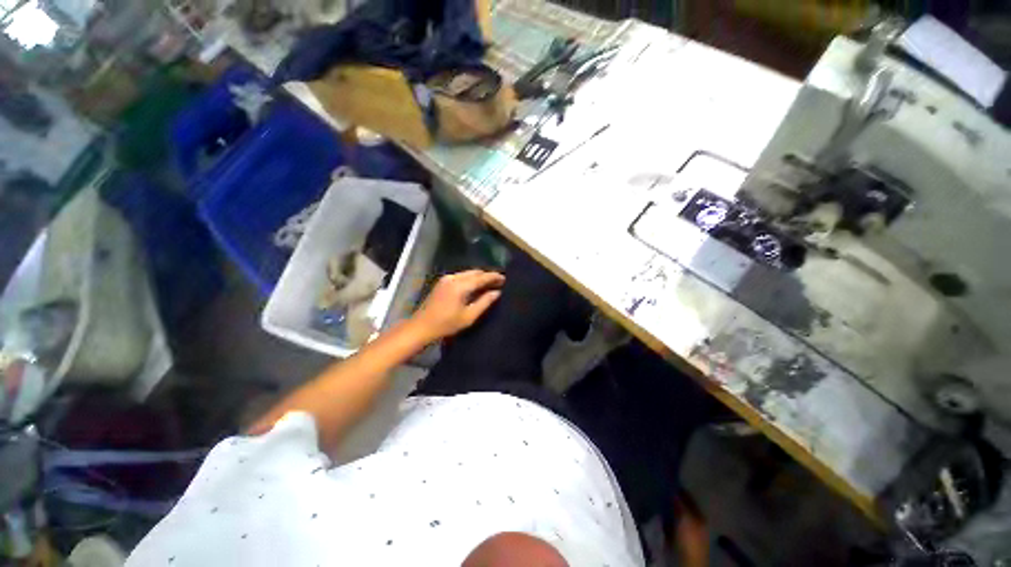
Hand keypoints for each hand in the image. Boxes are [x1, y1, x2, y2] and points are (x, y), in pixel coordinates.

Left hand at [410, 270, 504, 341]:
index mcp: (460, 286)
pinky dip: (470, 279)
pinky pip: (461, 276)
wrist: (421, 326)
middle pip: (475, 272)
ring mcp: (446, 278)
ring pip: (467, 273)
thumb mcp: (469, 316)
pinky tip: (475, 286)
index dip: (494, 277)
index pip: (482, 277)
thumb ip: (484, 302)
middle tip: (499, 282)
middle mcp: (453, 277)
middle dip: (487, 276)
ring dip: (479, 277)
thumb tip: (497, 292)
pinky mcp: (442, 282)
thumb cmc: (446, 324)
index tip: (505, 279)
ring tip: (489, 284)